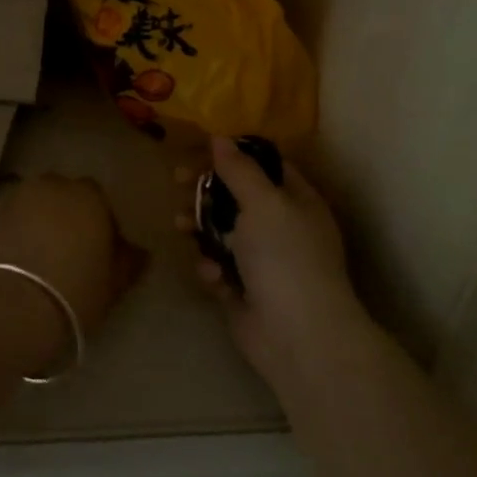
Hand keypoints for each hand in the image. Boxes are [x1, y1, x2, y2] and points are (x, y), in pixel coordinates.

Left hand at [0, 174, 147, 345]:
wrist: (19, 304)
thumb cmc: (78, 289)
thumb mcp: (116, 281)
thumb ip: (131, 259)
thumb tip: (140, 250)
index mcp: (90, 196)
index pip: (99, 198)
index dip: (100, 220)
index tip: (99, 246)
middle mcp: (55, 186)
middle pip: (66, 195)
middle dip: (70, 213)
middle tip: (71, 246)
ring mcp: (21, 197)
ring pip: (39, 202)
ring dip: (44, 217)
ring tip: (44, 249)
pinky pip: (17, 216)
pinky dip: (21, 227)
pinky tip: (23, 254)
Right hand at [184, 136, 374, 388]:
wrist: (299, 337)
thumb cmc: (286, 258)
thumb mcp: (263, 203)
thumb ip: (239, 170)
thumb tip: (219, 138)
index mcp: (297, 201)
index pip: (264, 165)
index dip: (232, 155)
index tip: (198, 152)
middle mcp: (282, 228)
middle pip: (236, 197)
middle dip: (205, 191)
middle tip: (177, 183)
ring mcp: (263, 261)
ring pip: (221, 232)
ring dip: (199, 227)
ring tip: (180, 227)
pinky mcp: (244, 291)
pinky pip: (219, 267)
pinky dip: (212, 268)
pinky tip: (213, 277)